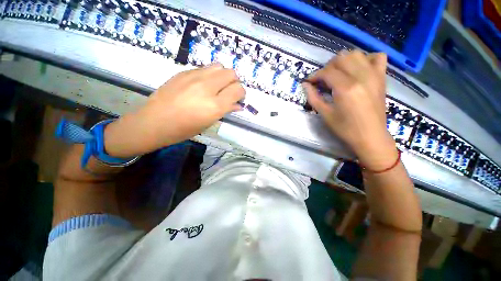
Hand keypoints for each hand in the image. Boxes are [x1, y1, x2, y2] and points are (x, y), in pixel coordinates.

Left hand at [104, 64, 244, 157]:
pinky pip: (205, 68)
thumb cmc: (184, 129)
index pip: (238, 90)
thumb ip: (225, 111)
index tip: (238, 99)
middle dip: (234, 83)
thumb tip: (238, 105)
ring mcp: (194, 77)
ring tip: (217, 87)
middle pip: (231, 73)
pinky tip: (203, 85)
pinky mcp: (184, 72)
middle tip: (229, 92)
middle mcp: (207, 88)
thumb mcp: (208, 123)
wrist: (154, 122)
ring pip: (219, 66)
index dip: (241, 94)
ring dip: (223, 76)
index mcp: (215, 106)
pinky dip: (210, 75)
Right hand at [303, 50, 396, 169]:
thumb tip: (305, 85)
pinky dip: (366, 58)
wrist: (370, 136)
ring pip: (356, 54)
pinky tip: (359, 69)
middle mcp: (361, 77)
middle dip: (327, 67)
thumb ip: (313, 97)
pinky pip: (377, 57)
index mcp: (346, 88)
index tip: (309, 82)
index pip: (327, 72)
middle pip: (341, 58)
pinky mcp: (382, 78)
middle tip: (322, 80)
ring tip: (337, 73)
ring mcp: (374, 75)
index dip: (315, 75)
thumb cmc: (345, 128)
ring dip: (343, 61)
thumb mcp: (325, 114)